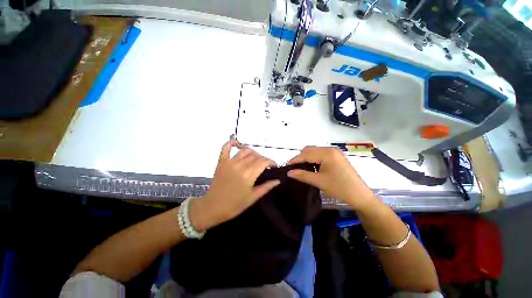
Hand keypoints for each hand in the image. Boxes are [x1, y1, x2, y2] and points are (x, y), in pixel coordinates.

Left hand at [190, 140, 279, 231]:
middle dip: (263, 159)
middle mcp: (240, 165)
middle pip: (256, 156)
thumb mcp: (253, 197)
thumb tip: (278, 180)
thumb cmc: (235, 205)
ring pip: (245, 151)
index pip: (264, 161)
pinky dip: (231, 144)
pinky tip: (235, 142)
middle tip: (265, 166)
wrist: (213, 207)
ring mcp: (230, 162)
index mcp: (249, 174)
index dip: (271, 162)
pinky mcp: (221, 162)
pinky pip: (226, 148)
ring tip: (255, 159)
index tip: (274, 166)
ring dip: (253, 153)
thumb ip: (266, 187)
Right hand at [287, 146, 375, 209]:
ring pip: (315, 152)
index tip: (286, 166)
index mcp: (327, 153)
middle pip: (310, 150)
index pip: (306, 154)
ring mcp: (335, 153)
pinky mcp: (337, 157)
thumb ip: (302, 175)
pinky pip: (321, 155)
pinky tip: (311, 167)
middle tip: (293, 168)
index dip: (295, 160)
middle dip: (300, 158)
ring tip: (300, 168)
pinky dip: (314, 160)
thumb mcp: (319, 181)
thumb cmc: (340, 188)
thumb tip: (289, 172)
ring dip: (307, 158)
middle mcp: (331, 150)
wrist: (361, 196)